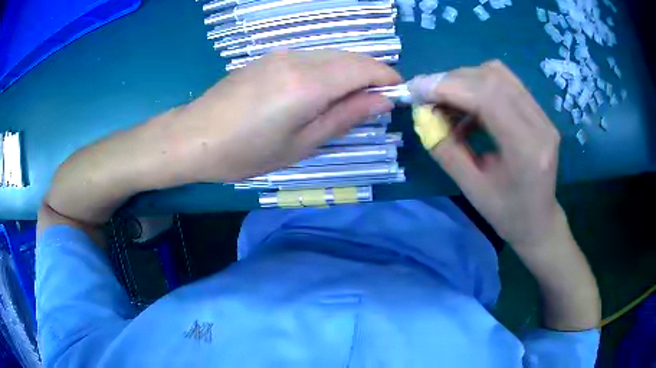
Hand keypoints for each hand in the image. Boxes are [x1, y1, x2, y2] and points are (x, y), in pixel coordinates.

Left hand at [162, 50, 400, 181]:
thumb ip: (345, 117)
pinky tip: (317, 92)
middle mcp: (299, 59)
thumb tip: (382, 100)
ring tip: (346, 102)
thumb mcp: (301, 144)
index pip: (365, 68)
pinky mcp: (268, 57)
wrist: (193, 137)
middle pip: (351, 56)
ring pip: (332, 55)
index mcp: (309, 83)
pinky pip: (311, 57)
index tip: (397, 95)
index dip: (387, 78)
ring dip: (349, 72)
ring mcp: (281, 54)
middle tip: (374, 104)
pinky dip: (327, 70)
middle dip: (371, 74)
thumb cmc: (246, 153)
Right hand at [408, 61, 561, 247]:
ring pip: (499, 75)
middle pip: (493, 78)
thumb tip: (423, 115)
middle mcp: (540, 125)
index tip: (417, 90)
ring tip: (446, 101)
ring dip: (466, 81)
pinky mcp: (540, 113)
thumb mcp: (471, 189)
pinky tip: (468, 111)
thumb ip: (446, 149)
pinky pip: (506, 84)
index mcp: (526, 150)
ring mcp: (543, 116)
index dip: (449, 87)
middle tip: (427, 96)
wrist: (538, 221)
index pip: (488, 97)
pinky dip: (480, 88)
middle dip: (453, 80)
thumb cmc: (506, 214)